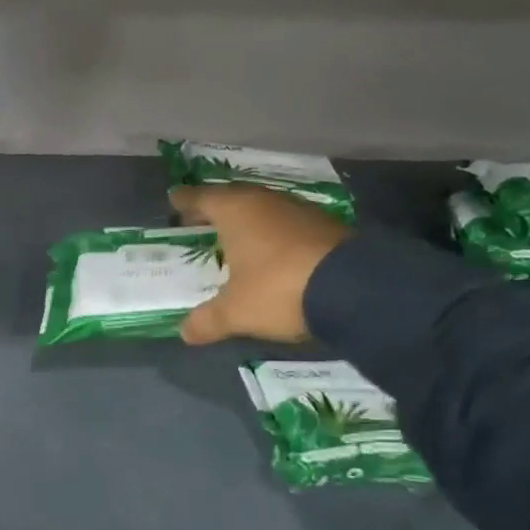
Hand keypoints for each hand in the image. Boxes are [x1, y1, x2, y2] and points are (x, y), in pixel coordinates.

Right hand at [169, 184, 354, 343]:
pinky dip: (272, 233)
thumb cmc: (278, 289)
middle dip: (215, 208)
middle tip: (199, 219)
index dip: (185, 200)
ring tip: (233, 237)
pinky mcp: (326, 226)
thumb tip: (184, 332)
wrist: (355, 288)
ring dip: (247, 221)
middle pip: (234, 198)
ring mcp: (300, 211)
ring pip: (263, 209)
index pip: (202, 198)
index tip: (174, 199)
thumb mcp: (235, 312)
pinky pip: (287, 224)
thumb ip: (207, 320)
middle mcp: (266, 202)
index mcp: (236, 211)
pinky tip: (270, 251)